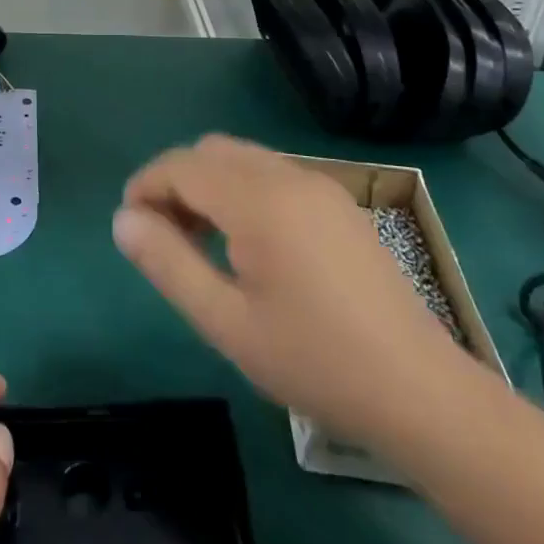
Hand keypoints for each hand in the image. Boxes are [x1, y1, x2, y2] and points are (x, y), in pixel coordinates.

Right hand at [114, 135, 476, 449]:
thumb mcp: (226, 322)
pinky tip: (246, 243)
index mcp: (259, 200)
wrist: (420, 392)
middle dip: (175, 182)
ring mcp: (320, 186)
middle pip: (211, 151)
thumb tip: (123, 220)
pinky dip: (241, 190)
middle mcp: (289, 176)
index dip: (146, 187)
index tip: (130, 227)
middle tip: (164, 237)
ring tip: (199, 243)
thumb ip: (168, 263)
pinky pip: (272, 174)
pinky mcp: (338, 203)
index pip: (182, 165)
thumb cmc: (314, 361)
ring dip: (208, 184)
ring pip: (242, 158)